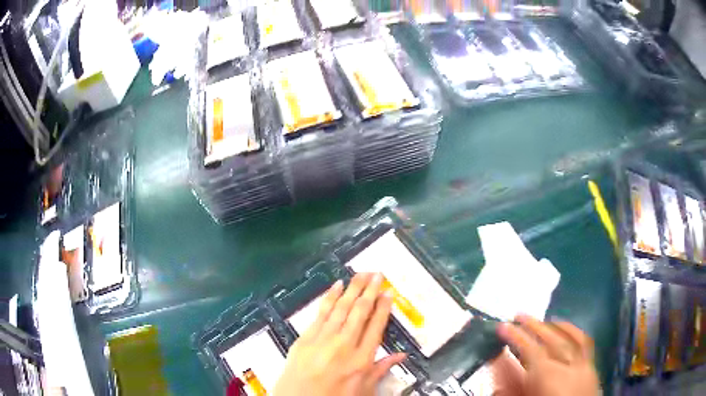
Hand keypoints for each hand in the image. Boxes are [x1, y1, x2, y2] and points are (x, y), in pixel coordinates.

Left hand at [273, 273, 405, 395]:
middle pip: (360, 312)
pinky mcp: (306, 337)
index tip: (388, 292)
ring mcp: (323, 339)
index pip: (376, 326)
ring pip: (341, 308)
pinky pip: (320, 313)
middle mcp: (344, 345)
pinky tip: (336, 286)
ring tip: (361, 274)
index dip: (383, 307)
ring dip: (352, 289)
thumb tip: (402, 355)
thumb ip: (381, 370)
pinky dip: (329, 297)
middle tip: (377, 274)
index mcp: (362, 359)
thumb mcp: (364, 390)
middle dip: (370, 291)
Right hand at [496, 315, 599, 395]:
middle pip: (553, 340)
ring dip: (555, 326)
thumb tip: (499, 361)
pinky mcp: (592, 369)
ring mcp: (584, 367)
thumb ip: (511, 383)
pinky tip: (567, 330)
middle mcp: (569, 368)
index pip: (531, 350)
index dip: (516, 336)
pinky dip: (575, 333)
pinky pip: (586, 344)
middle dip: (534, 325)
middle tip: (519, 316)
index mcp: (549, 378)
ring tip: (543, 320)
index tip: (502, 326)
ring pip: (572, 338)